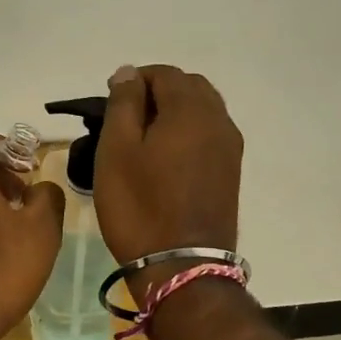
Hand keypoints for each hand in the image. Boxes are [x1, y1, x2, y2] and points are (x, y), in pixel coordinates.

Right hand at [96, 65, 243, 271]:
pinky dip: (188, 132)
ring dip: (175, 111)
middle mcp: (218, 120)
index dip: (135, 80)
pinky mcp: (230, 171)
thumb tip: (129, 73)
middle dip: (158, 91)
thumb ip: (123, 103)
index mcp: (190, 110)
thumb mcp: (117, 150)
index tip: (110, 101)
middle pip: (189, 86)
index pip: (164, 73)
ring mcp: (230, 148)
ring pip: (203, 110)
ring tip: (145, 138)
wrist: (182, 266)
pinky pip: (210, 134)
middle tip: (126, 119)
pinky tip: (166, 157)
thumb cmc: (139, 206)